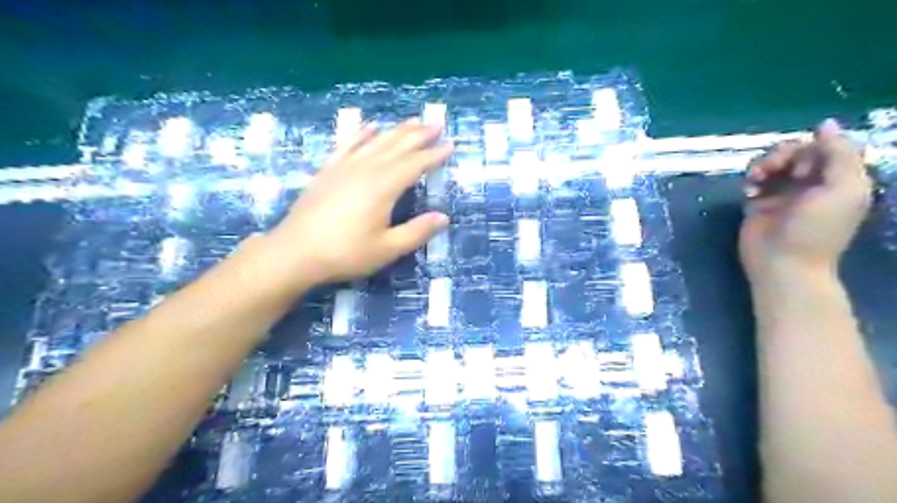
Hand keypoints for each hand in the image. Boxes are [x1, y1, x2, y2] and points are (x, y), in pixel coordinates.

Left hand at [261, 120, 455, 292]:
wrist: (294, 253)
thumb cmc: (345, 253)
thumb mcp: (387, 249)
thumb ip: (416, 232)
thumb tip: (443, 217)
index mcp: (383, 187)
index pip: (415, 164)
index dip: (434, 154)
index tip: (451, 145)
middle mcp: (365, 170)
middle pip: (397, 146)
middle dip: (419, 134)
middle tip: (437, 123)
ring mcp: (344, 167)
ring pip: (375, 141)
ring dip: (396, 130)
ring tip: (413, 120)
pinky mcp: (327, 171)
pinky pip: (347, 145)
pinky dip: (361, 133)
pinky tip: (369, 126)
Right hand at [740, 120, 872, 280]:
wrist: (783, 264)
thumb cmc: (817, 230)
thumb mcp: (844, 190)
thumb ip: (840, 155)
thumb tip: (826, 124)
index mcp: (838, 178)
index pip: (825, 147)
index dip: (811, 149)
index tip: (804, 170)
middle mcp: (811, 182)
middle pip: (796, 151)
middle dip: (782, 154)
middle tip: (772, 170)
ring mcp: (783, 192)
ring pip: (772, 162)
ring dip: (763, 164)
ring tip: (755, 179)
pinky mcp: (758, 202)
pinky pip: (753, 179)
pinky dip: (750, 179)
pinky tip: (748, 190)